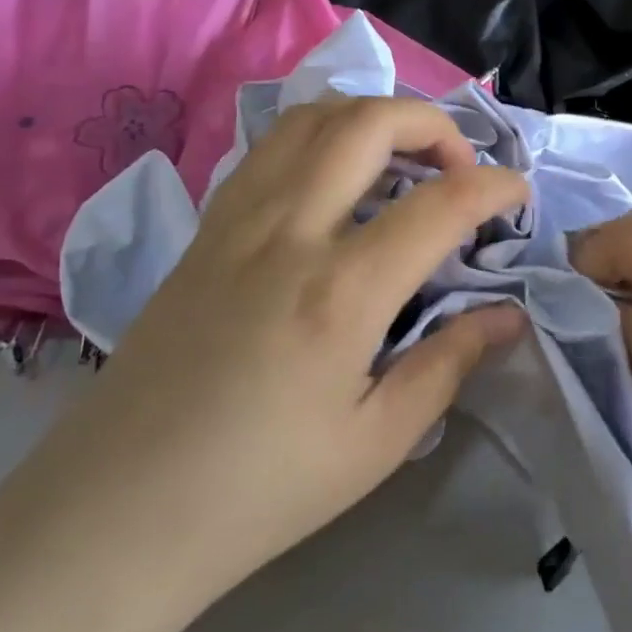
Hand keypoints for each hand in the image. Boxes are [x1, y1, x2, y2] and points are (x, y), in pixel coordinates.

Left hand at [35, 97, 527, 618]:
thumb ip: (449, 364)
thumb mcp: (375, 443)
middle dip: (433, 124)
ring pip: (312, 117)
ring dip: (372, 118)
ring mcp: (237, 220)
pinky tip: (335, 180)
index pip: (440, 203)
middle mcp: (288, 231)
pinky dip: (321, 136)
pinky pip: (270, 147)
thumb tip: (507, 316)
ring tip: (401, 161)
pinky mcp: (205, 228)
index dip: (495, 187)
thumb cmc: (257, 491)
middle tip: (458, 167)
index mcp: (340, 291)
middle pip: (369, 122)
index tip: (519, 195)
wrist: (112, 514)